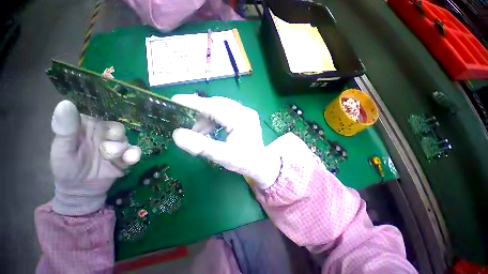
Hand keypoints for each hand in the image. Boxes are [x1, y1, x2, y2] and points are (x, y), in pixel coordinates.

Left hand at [50, 100, 141, 215]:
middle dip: (114, 134)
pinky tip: (129, 160)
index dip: (102, 114)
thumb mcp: (62, 149)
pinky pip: (135, 151)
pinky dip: (134, 154)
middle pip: (116, 126)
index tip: (100, 121)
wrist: (81, 190)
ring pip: (125, 139)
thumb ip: (65, 128)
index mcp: (87, 126)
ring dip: (121, 147)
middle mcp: (104, 133)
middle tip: (104, 146)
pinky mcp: (126, 156)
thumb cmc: (66, 167)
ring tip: (111, 157)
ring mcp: (117, 145)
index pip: (98, 113)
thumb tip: (65, 103)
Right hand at [171, 94, 280, 188]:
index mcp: (241, 119)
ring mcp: (245, 113)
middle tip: (187, 123)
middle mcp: (244, 111)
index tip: (175, 99)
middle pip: (217, 104)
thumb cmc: (245, 162)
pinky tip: (209, 130)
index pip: (214, 106)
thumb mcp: (223, 156)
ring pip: (220, 108)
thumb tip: (177, 134)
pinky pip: (225, 112)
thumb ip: (201, 146)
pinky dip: (214, 120)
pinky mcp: (244, 116)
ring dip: (207, 117)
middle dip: (200, 112)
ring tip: (198, 132)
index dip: (194, 103)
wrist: (261, 164)